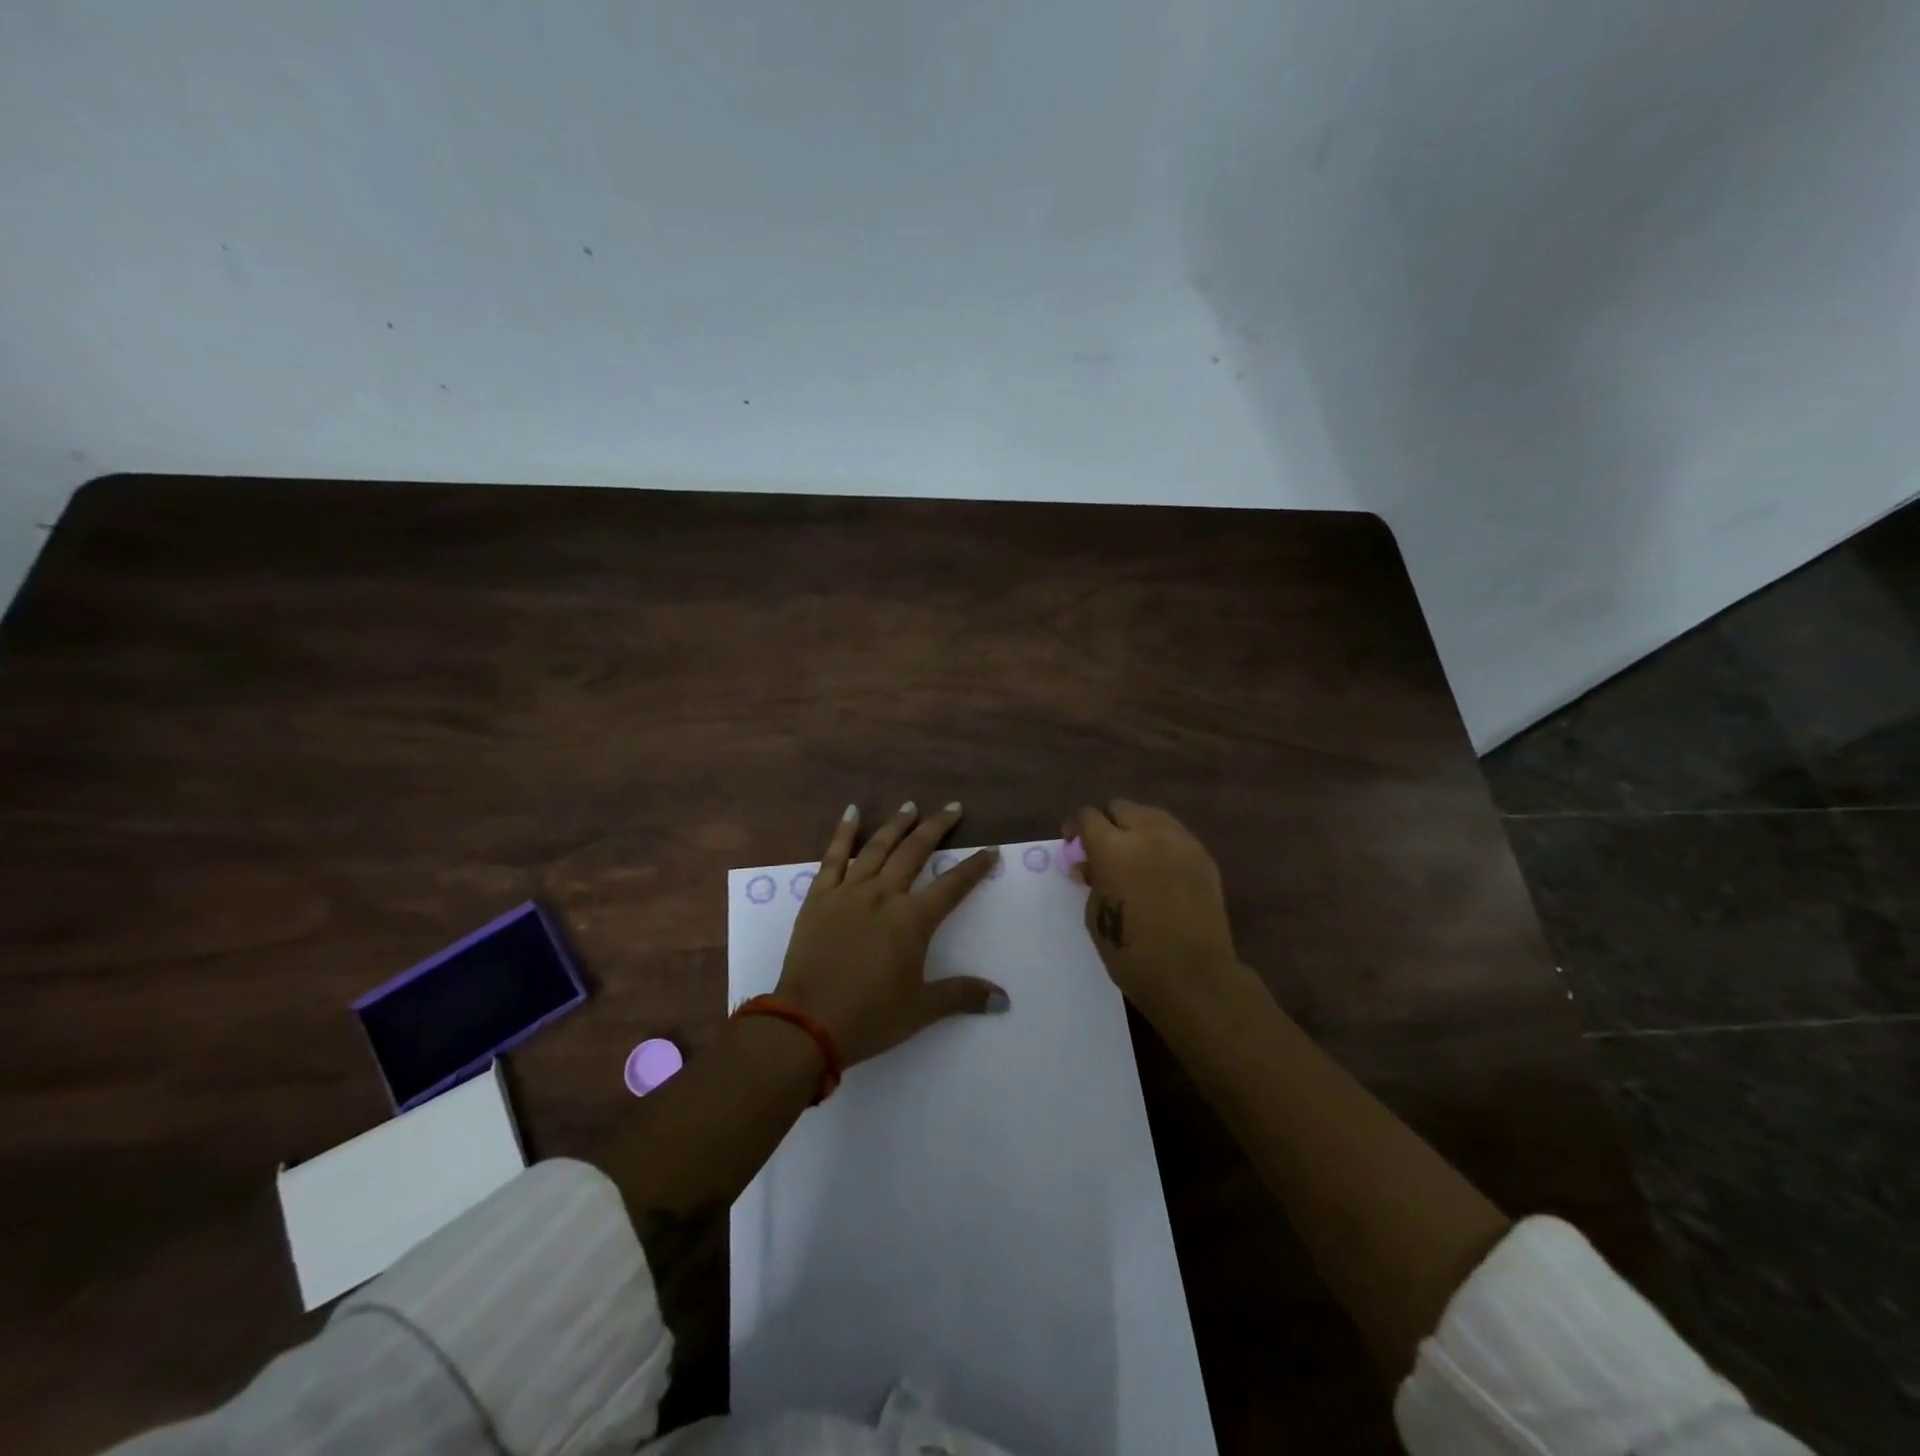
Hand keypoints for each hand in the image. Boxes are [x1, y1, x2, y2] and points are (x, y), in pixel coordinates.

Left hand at [775, 801, 1007, 1066]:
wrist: (807, 1022)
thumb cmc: (870, 1016)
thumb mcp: (921, 1009)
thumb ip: (962, 994)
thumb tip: (1003, 998)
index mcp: (912, 920)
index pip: (953, 885)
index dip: (975, 867)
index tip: (991, 849)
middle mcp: (883, 895)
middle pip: (915, 851)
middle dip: (937, 827)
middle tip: (952, 808)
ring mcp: (849, 892)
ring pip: (878, 847)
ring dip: (897, 824)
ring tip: (910, 806)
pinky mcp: (819, 896)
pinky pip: (833, 856)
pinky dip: (843, 832)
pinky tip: (852, 812)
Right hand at [1069, 800, 1239, 1014]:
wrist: (1193, 976)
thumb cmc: (1132, 953)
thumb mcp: (1096, 916)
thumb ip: (1091, 881)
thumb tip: (1088, 865)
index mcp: (1113, 848)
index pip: (1087, 816)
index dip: (1075, 828)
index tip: (1073, 844)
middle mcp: (1147, 834)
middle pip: (1120, 807)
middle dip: (1106, 822)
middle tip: (1102, 849)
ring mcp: (1180, 842)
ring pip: (1151, 815)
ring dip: (1136, 827)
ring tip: (1133, 854)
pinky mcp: (1203, 856)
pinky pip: (1175, 834)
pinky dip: (1161, 841)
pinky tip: (1158, 867)